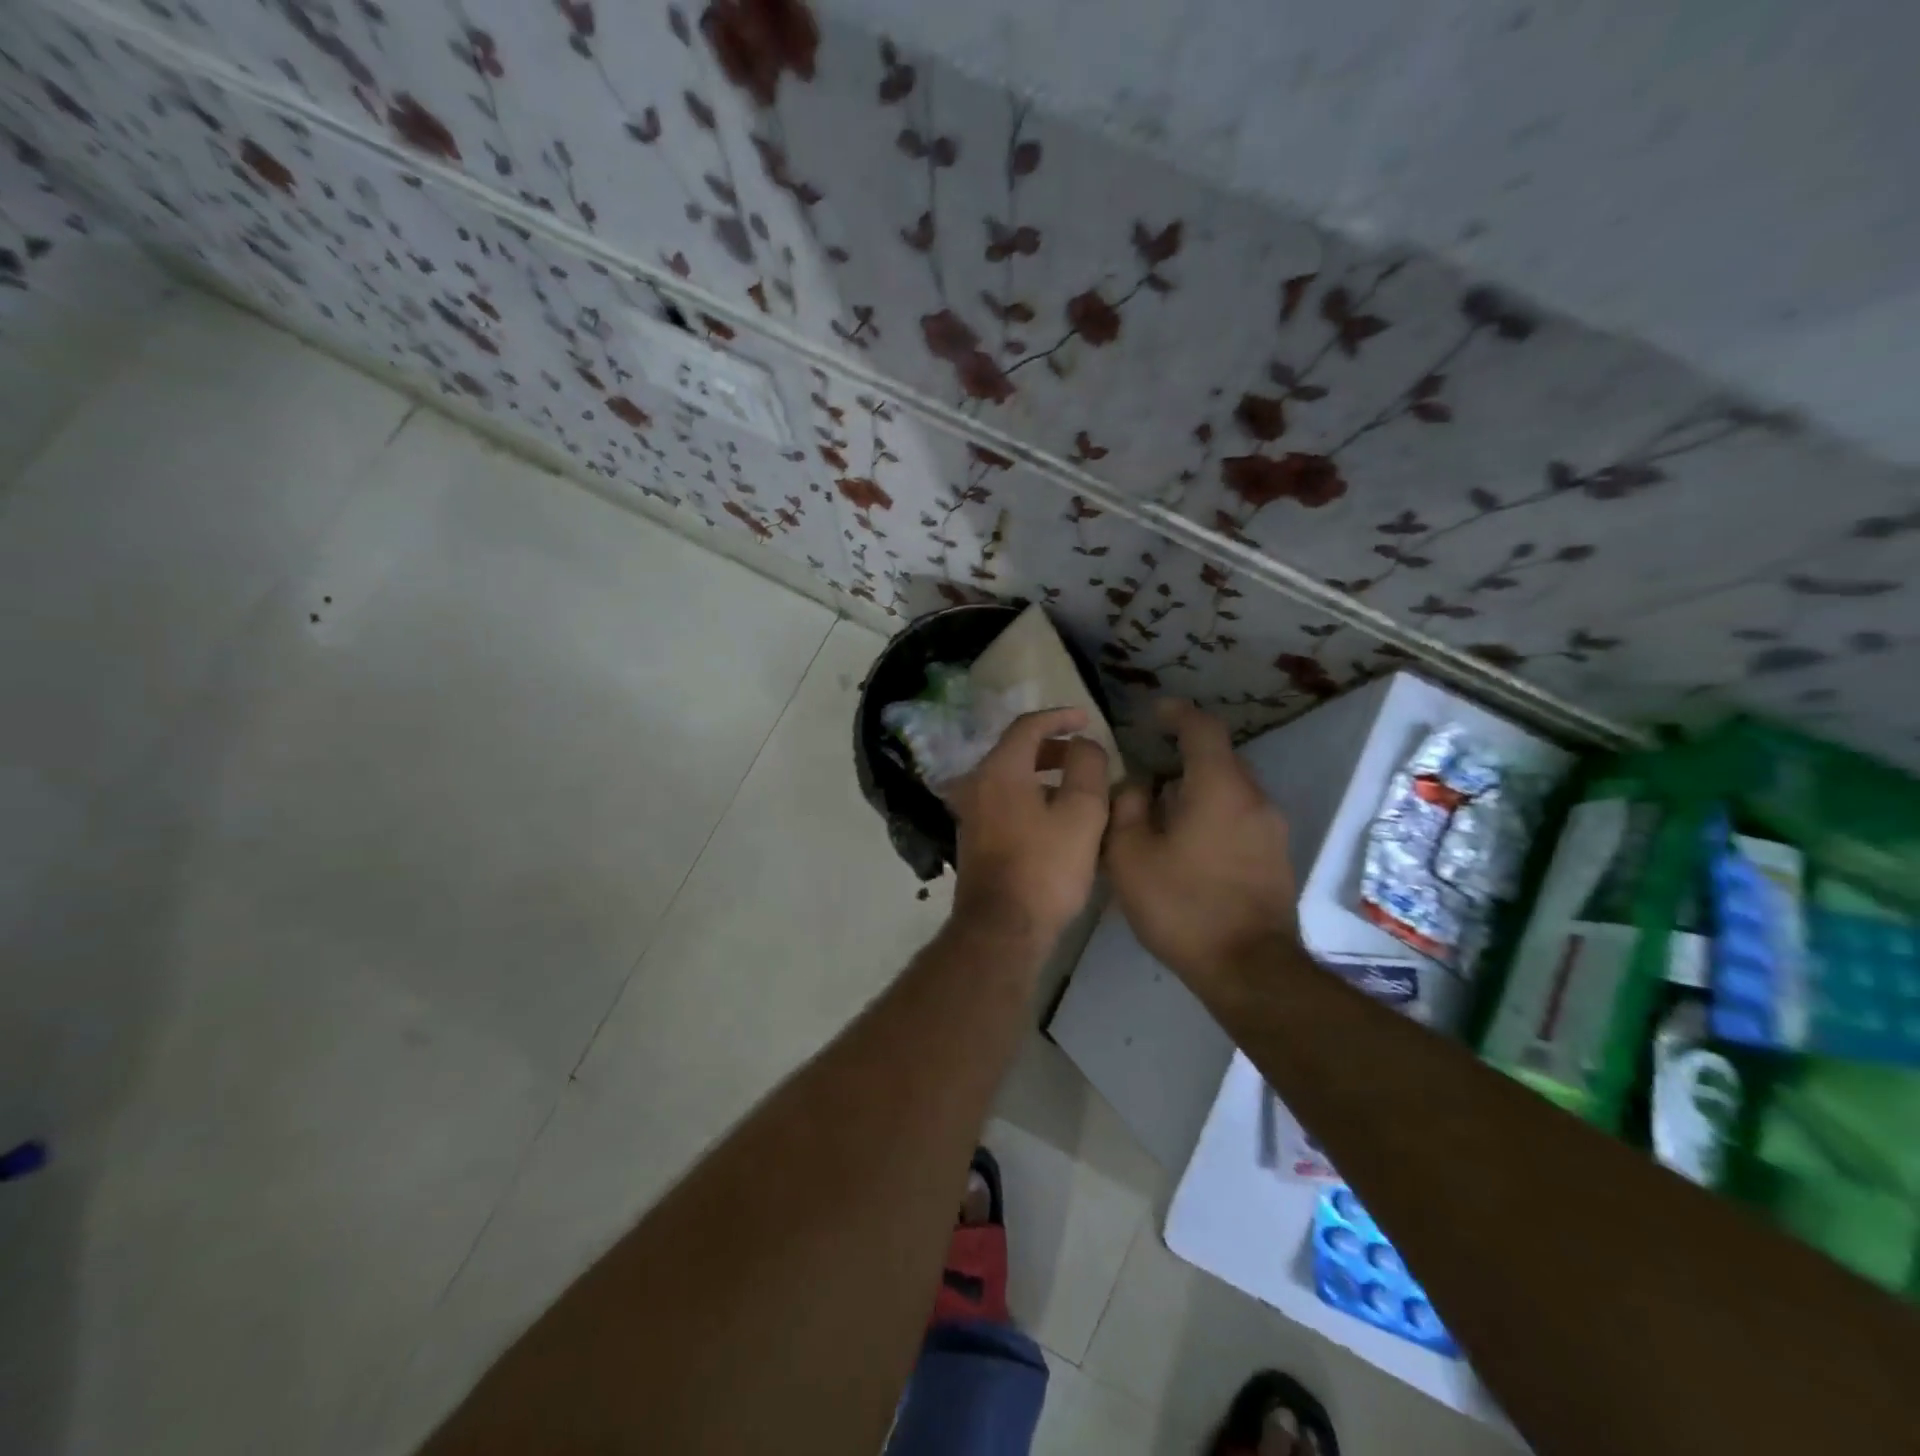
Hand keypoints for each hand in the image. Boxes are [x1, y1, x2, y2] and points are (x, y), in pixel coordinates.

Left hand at [947, 708, 1109, 946]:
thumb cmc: (1046, 868)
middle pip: (1015, 751)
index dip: (1060, 717)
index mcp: (999, 770)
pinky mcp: (973, 838)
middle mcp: (976, 784)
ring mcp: (970, 813)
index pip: (1028, 726)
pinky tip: (1055, 819)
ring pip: (1010, 779)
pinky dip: (1030, 797)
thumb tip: (1083, 745)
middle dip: (1053, 748)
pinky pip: (1004, 802)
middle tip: (1085, 755)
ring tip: (1078, 789)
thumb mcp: (1082, 813)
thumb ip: (1087, 767)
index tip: (1087, 719)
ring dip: (1043, 775)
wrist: (1002, 929)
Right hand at [1105, 700, 1299, 992]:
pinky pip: (1241, 816)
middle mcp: (1254, 799)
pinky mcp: (1276, 856)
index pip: (1203, 729)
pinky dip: (1214, 812)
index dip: (1178, 714)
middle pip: (1221, 758)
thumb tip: (1136, 785)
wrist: (1248, 968)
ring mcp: (1272, 829)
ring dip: (1200, 787)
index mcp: (1218, 788)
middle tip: (1150, 767)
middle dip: (1186, 754)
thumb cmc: (1182, 906)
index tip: (1155, 712)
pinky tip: (1189, 841)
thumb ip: (1127, 808)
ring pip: (1232, 789)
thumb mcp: (1130, 856)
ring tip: (1165, 809)